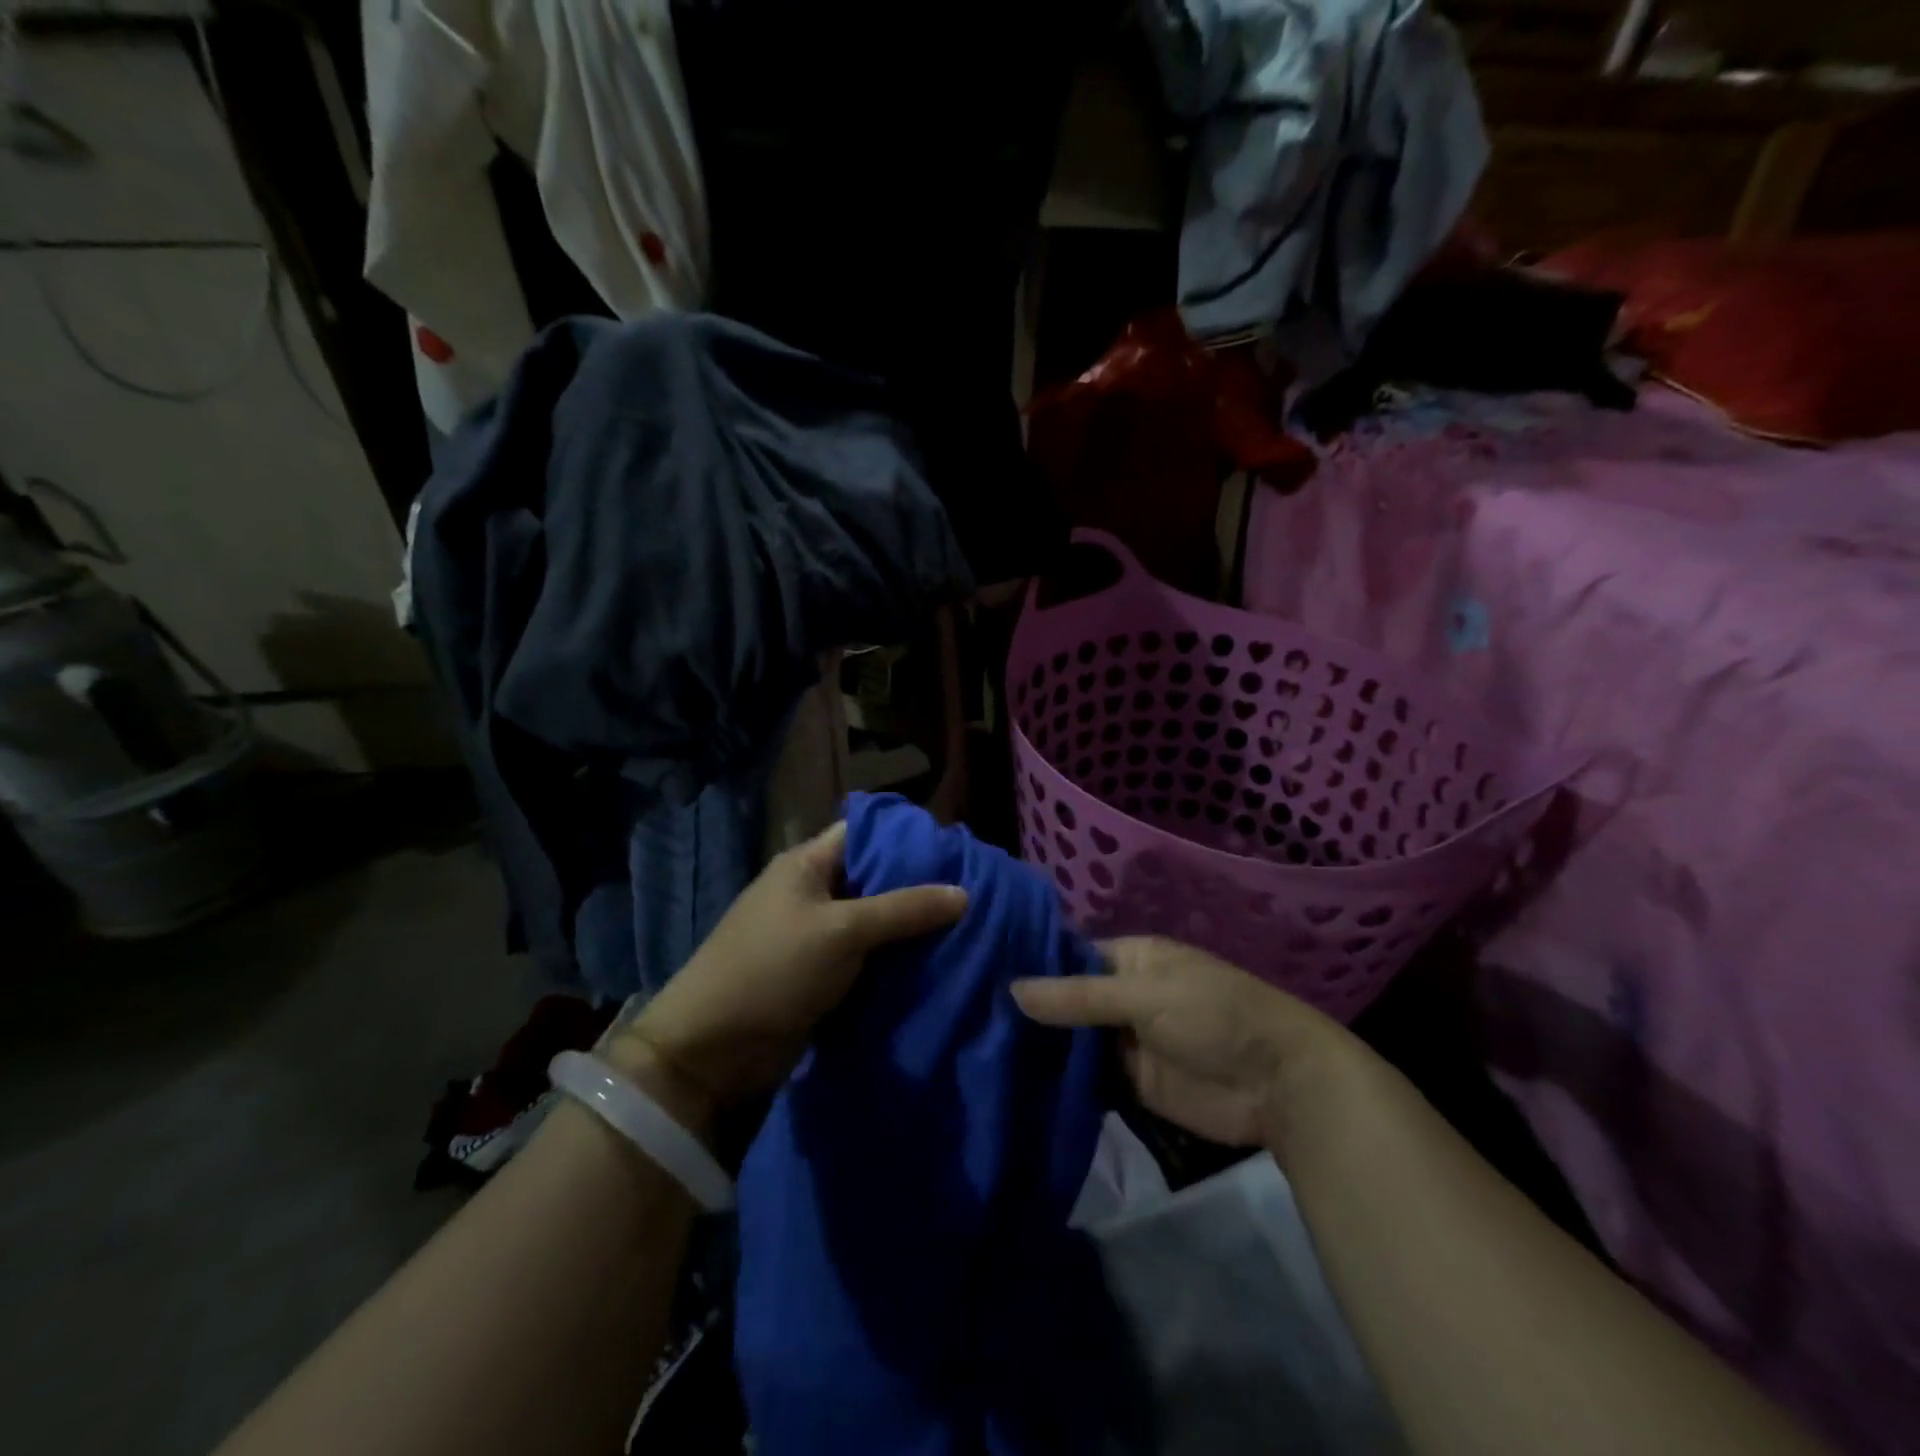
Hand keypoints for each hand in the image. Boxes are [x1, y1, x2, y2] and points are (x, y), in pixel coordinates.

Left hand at [613, 820, 967, 1126]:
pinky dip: (896, 964)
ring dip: (911, 932)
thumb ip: (904, 909)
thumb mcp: (842, 931)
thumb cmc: (773, 969)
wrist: (712, 1051)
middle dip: (920, 889)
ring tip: (968, 931)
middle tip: (973, 895)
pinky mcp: (821, 978)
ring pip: (875, 924)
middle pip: (875, 881)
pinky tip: (938, 966)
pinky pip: (868, 961)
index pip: (865, 834)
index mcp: (808, 864)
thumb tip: (964, 893)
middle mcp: (813, 894)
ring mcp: (816, 938)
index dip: (909, 840)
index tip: (957, 852)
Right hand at [1012, 936, 1352, 1148]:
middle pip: (1067, 1000)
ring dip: (1041, 1047)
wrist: (1279, 1084)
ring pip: (1073, 1040)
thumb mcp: (1144, 996)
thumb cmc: (1214, 1016)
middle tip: (970, 1018)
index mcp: (1130, 958)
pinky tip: (1015, 1084)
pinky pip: (1088, 1078)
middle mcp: (1122, 994)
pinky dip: (1061, 1080)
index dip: (1031, 965)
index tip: (980, 974)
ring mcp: (1126, 1040)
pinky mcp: (1132, 1083)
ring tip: (980, 1050)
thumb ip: (1079, 997)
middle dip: (1030, 1011)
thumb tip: (1012, 989)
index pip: (1068, 956)